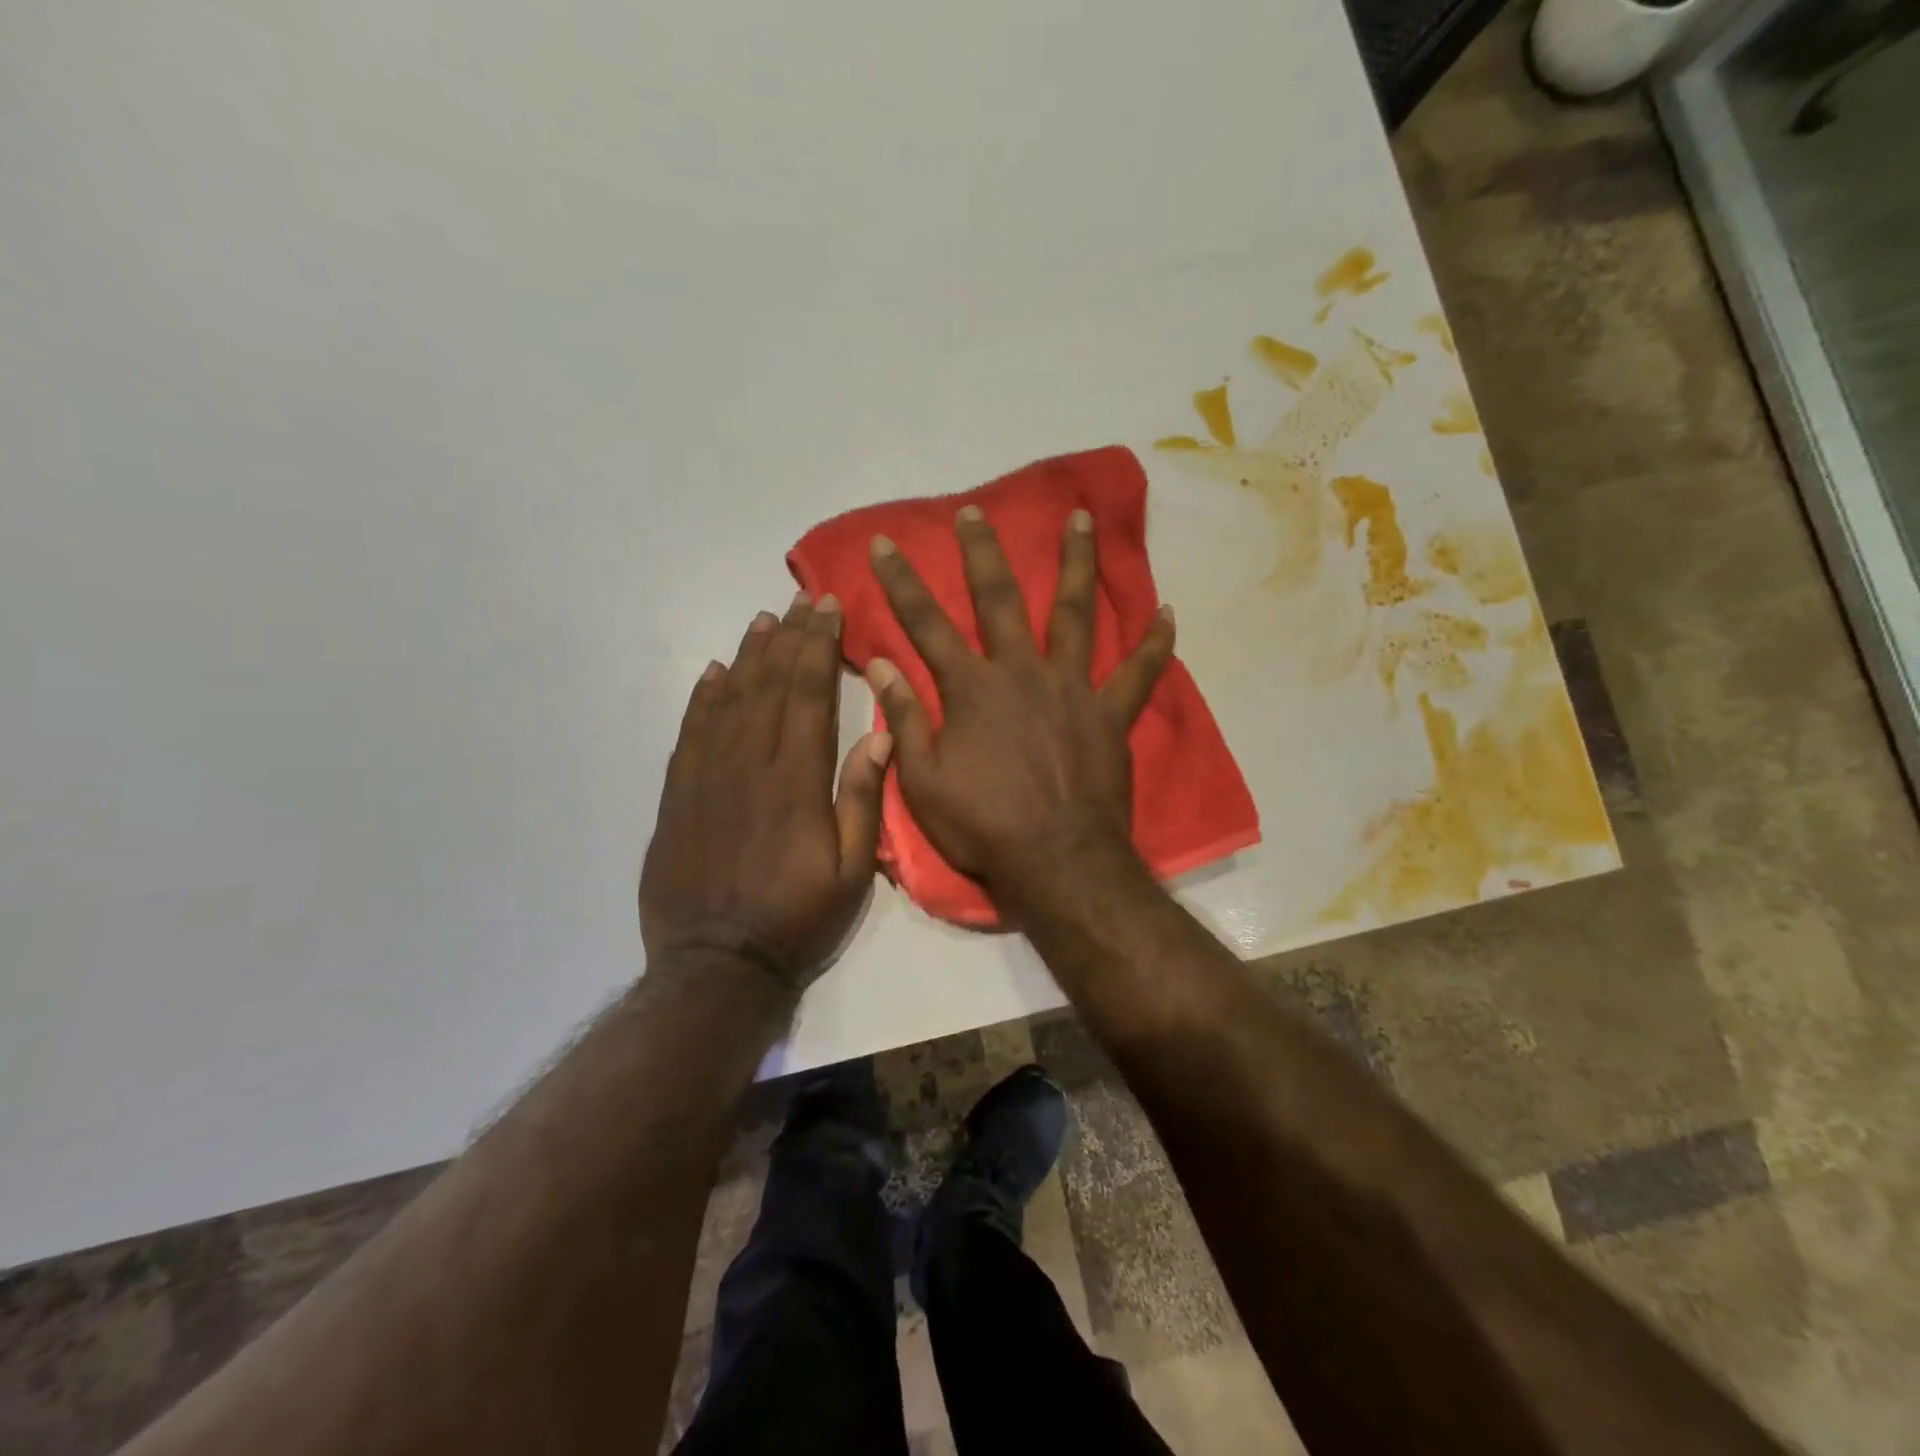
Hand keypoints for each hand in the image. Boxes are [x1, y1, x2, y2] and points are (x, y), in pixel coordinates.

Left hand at [640, 593, 890, 991]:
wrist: (718, 966)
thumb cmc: (797, 919)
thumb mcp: (852, 872)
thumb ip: (863, 802)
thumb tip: (878, 739)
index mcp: (796, 781)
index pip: (808, 695)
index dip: (818, 646)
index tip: (827, 607)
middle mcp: (748, 765)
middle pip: (768, 685)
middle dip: (788, 637)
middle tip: (800, 597)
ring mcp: (706, 778)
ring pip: (727, 700)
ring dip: (747, 656)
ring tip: (762, 620)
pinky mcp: (678, 797)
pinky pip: (689, 733)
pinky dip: (701, 698)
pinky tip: (712, 673)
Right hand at [865, 504, 1173, 902]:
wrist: (1056, 861)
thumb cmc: (983, 826)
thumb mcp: (924, 781)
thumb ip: (905, 718)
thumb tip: (880, 664)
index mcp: (972, 690)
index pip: (926, 624)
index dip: (901, 582)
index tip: (884, 543)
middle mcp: (1022, 673)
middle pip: (999, 600)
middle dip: (983, 553)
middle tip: (975, 511)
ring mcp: (1073, 689)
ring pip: (1076, 614)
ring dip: (1076, 564)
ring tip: (1079, 519)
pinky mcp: (1111, 714)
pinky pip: (1139, 673)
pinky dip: (1154, 642)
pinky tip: (1167, 611)